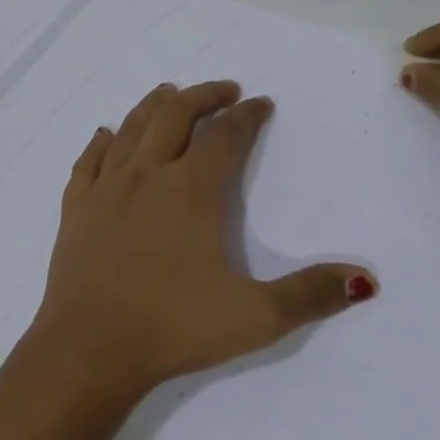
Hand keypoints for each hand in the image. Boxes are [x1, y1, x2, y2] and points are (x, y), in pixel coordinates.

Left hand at [33, 80, 377, 393]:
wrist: (87, 350)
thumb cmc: (173, 327)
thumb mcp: (254, 317)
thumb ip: (310, 294)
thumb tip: (364, 279)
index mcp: (191, 190)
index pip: (225, 137)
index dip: (247, 116)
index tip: (261, 102)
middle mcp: (147, 175)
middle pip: (175, 114)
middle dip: (204, 95)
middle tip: (225, 90)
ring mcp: (105, 189)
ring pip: (130, 128)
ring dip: (154, 105)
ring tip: (170, 93)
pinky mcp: (75, 210)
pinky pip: (89, 161)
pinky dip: (102, 142)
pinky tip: (106, 135)